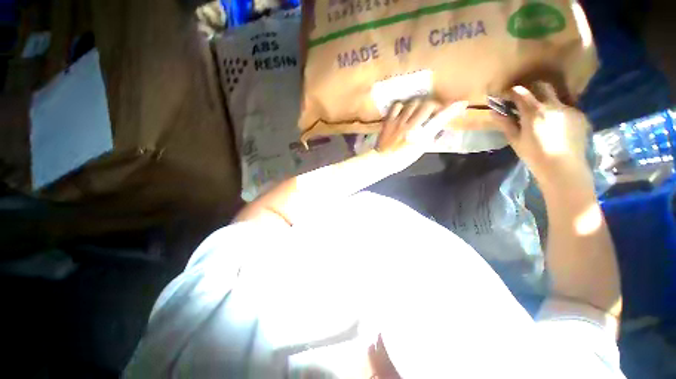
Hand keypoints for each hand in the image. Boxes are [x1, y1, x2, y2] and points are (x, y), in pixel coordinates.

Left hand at [376, 98, 467, 170]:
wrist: (382, 160)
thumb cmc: (402, 159)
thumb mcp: (420, 150)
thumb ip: (430, 137)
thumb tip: (439, 127)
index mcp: (420, 136)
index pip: (440, 120)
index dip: (452, 110)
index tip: (461, 103)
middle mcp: (411, 126)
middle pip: (428, 105)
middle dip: (434, 104)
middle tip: (434, 108)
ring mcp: (398, 122)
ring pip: (413, 103)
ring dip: (419, 103)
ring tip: (419, 108)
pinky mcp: (389, 120)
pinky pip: (397, 105)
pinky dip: (402, 105)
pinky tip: (404, 109)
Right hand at [494, 83, 591, 186]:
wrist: (564, 168)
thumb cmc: (534, 156)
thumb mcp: (515, 140)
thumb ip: (506, 124)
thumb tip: (493, 113)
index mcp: (534, 111)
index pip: (521, 93)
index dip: (512, 92)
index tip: (507, 95)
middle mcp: (553, 105)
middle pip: (543, 86)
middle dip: (533, 89)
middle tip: (526, 100)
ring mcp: (569, 109)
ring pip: (556, 97)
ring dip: (547, 102)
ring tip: (543, 116)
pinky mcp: (580, 116)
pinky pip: (567, 108)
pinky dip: (559, 113)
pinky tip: (557, 126)